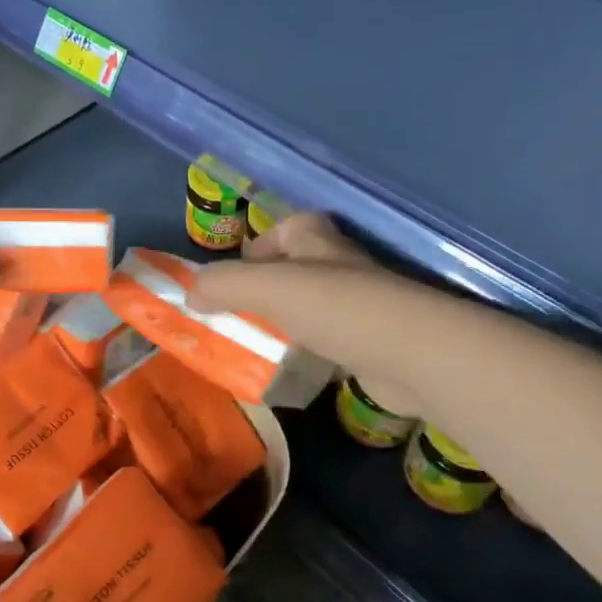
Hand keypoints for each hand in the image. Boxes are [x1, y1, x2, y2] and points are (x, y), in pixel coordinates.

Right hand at [197, 213, 421, 414]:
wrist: (411, 354)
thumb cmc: (335, 307)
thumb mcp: (267, 287)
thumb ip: (223, 284)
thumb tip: (189, 294)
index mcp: (317, 240)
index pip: (285, 229)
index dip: (258, 248)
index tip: (235, 279)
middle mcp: (339, 265)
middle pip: (295, 270)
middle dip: (265, 292)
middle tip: (237, 317)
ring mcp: (359, 305)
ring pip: (310, 308)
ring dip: (285, 325)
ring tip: (256, 347)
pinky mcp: (370, 343)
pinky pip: (328, 343)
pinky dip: (308, 355)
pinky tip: (291, 372)